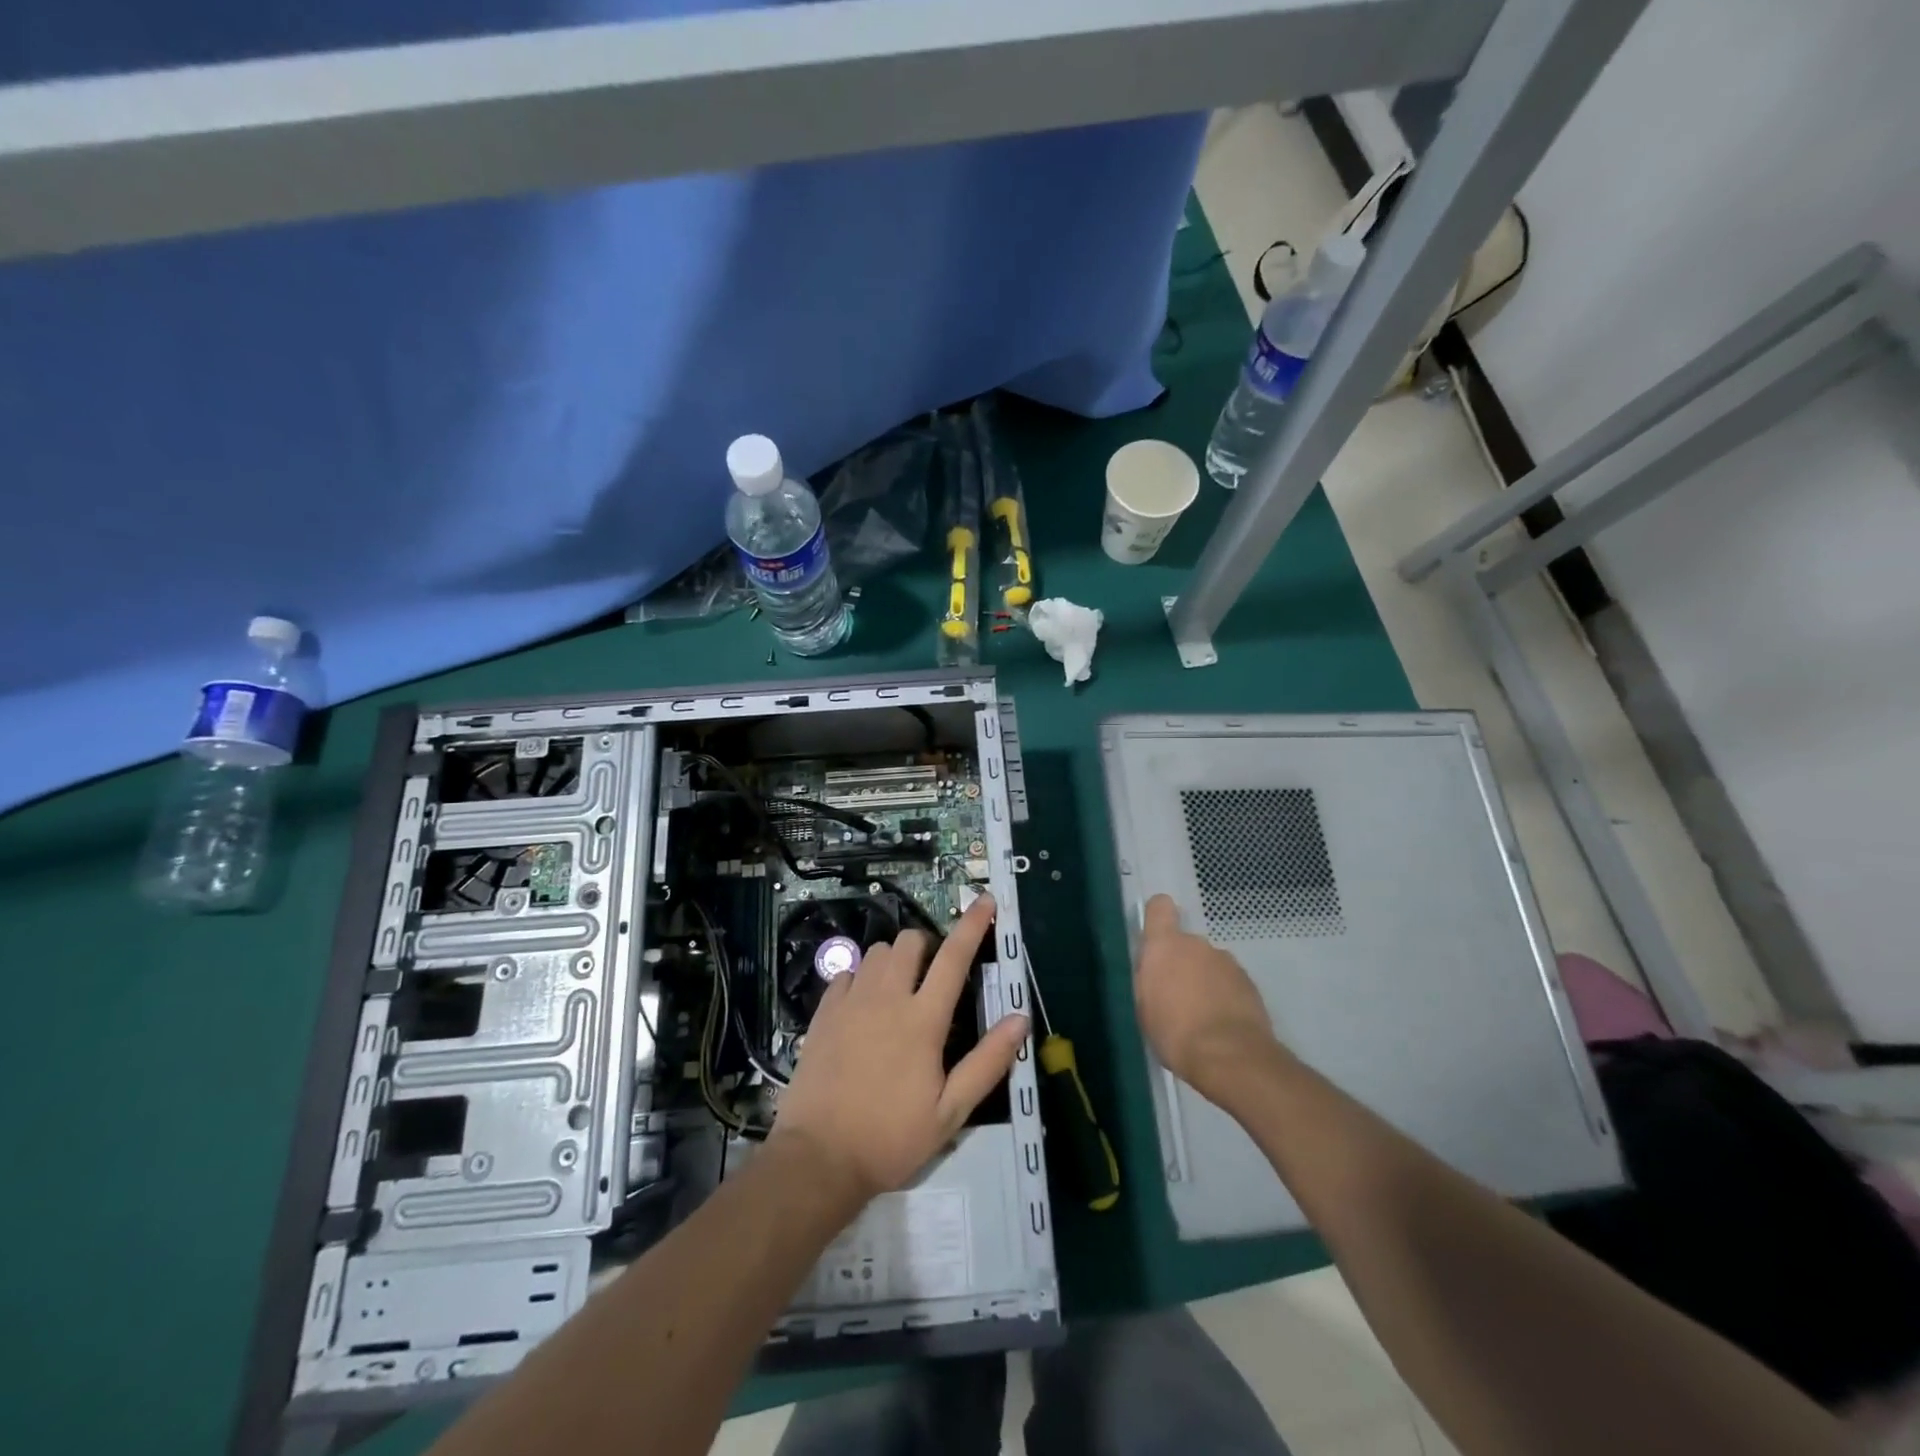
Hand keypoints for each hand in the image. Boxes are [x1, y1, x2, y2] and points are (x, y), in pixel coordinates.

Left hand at [772, 894, 1029, 1203]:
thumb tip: (1020, 1018)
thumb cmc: (891, 1138)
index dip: (973, 925)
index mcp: (923, 1020)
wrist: (818, 1159)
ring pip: (877, 952)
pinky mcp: (823, 1013)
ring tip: (898, 992)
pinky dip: (861, 978)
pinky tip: (863, 1007)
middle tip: (931, 977)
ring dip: (894, 961)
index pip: (955, 958)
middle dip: (926, 945)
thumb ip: (988, 1062)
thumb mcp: (951, 1112)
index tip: (986, 899)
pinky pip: (846, 974)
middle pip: (909, 941)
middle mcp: (886, 999)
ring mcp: (850, 1002)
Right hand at [1133, 894, 1278, 1103]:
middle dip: (1181, 964)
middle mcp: (1197, 944)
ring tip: (1201, 1017)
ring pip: (1209, 964)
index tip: (1156, 940)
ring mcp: (1227, 962)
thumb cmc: (1174, 1031)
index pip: (1159, 907)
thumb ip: (1149, 979)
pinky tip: (1221, 1025)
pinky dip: (1224, 997)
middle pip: (1185, 944)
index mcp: (1165, 945)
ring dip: (1204, 982)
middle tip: (1176, 998)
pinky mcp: (1250, 983)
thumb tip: (1155, 970)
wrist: (1230, 1056)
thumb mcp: (1144, 1007)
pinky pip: (1229, 983)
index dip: (1157, 917)